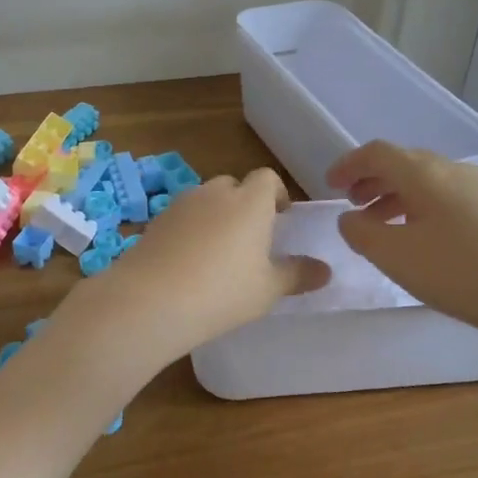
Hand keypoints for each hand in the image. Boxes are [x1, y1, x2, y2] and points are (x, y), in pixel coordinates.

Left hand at [73, 169, 329, 363]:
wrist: (151, 299)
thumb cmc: (223, 291)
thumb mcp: (268, 289)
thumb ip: (297, 275)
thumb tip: (326, 270)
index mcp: (250, 202)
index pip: (267, 178)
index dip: (276, 194)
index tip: (281, 217)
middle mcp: (214, 193)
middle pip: (234, 185)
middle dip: (244, 204)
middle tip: (250, 238)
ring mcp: (180, 204)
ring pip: (204, 200)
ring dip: (215, 216)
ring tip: (218, 252)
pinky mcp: (155, 221)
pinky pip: (181, 217)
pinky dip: (189, 230)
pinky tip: (188, 262)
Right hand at [327, 141, 477, 350]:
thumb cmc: (458, 273)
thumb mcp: (393, 256)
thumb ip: (360, 232)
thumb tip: (349, 218)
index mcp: (425, 173)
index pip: (377, 153)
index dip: (349, 165)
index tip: (329, 185)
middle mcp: (454, 170)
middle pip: (404, 163)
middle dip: (372, 180)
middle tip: (352, 204)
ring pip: (428, 181)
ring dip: (397, 196)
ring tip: (382, 224)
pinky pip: (449, 196)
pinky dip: (423, 207)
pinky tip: (423, 237)